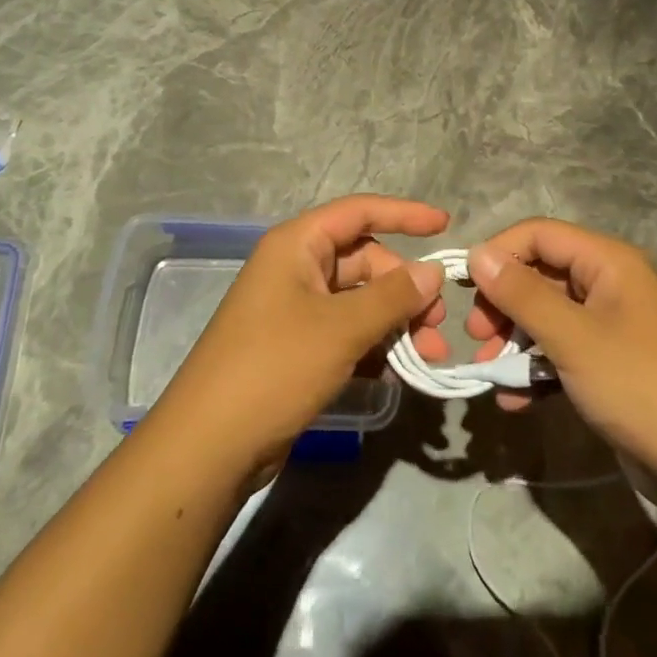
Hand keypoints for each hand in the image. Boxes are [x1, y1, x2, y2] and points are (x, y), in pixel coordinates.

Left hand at [150, 195, 450, 479]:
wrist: (211, 444)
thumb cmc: (275, 366)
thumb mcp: (340, 327)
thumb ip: (392, 296)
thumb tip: (432, 271)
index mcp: (297, 245)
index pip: (358, 212)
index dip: (404, 214)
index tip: (446, 225)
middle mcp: (295, 269)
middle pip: (364, 261)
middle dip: (405, 287)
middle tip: (438, 324)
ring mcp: (295, 310)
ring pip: (359, 301)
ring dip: (396, 321)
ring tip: (428, 355)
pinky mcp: (297, 347)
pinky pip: (347, 331)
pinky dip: (374, 344)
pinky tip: (399, 370)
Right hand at [466, 219, 656, 499]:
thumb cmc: (637, 386)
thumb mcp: (573, 337)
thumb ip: (522, 294)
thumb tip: (477, 254)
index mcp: (608, 262)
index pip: (539, 235)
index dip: (499, 253)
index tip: (466, 289)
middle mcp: (608, 284)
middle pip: (539, 274)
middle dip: (503, 303)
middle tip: (477, 336)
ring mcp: (608, 325)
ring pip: (545, 316)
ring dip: (513, 341)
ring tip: (489, 372)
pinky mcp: (606, 362)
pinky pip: (559, 351)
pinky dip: (534, 369)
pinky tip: (513, 399)